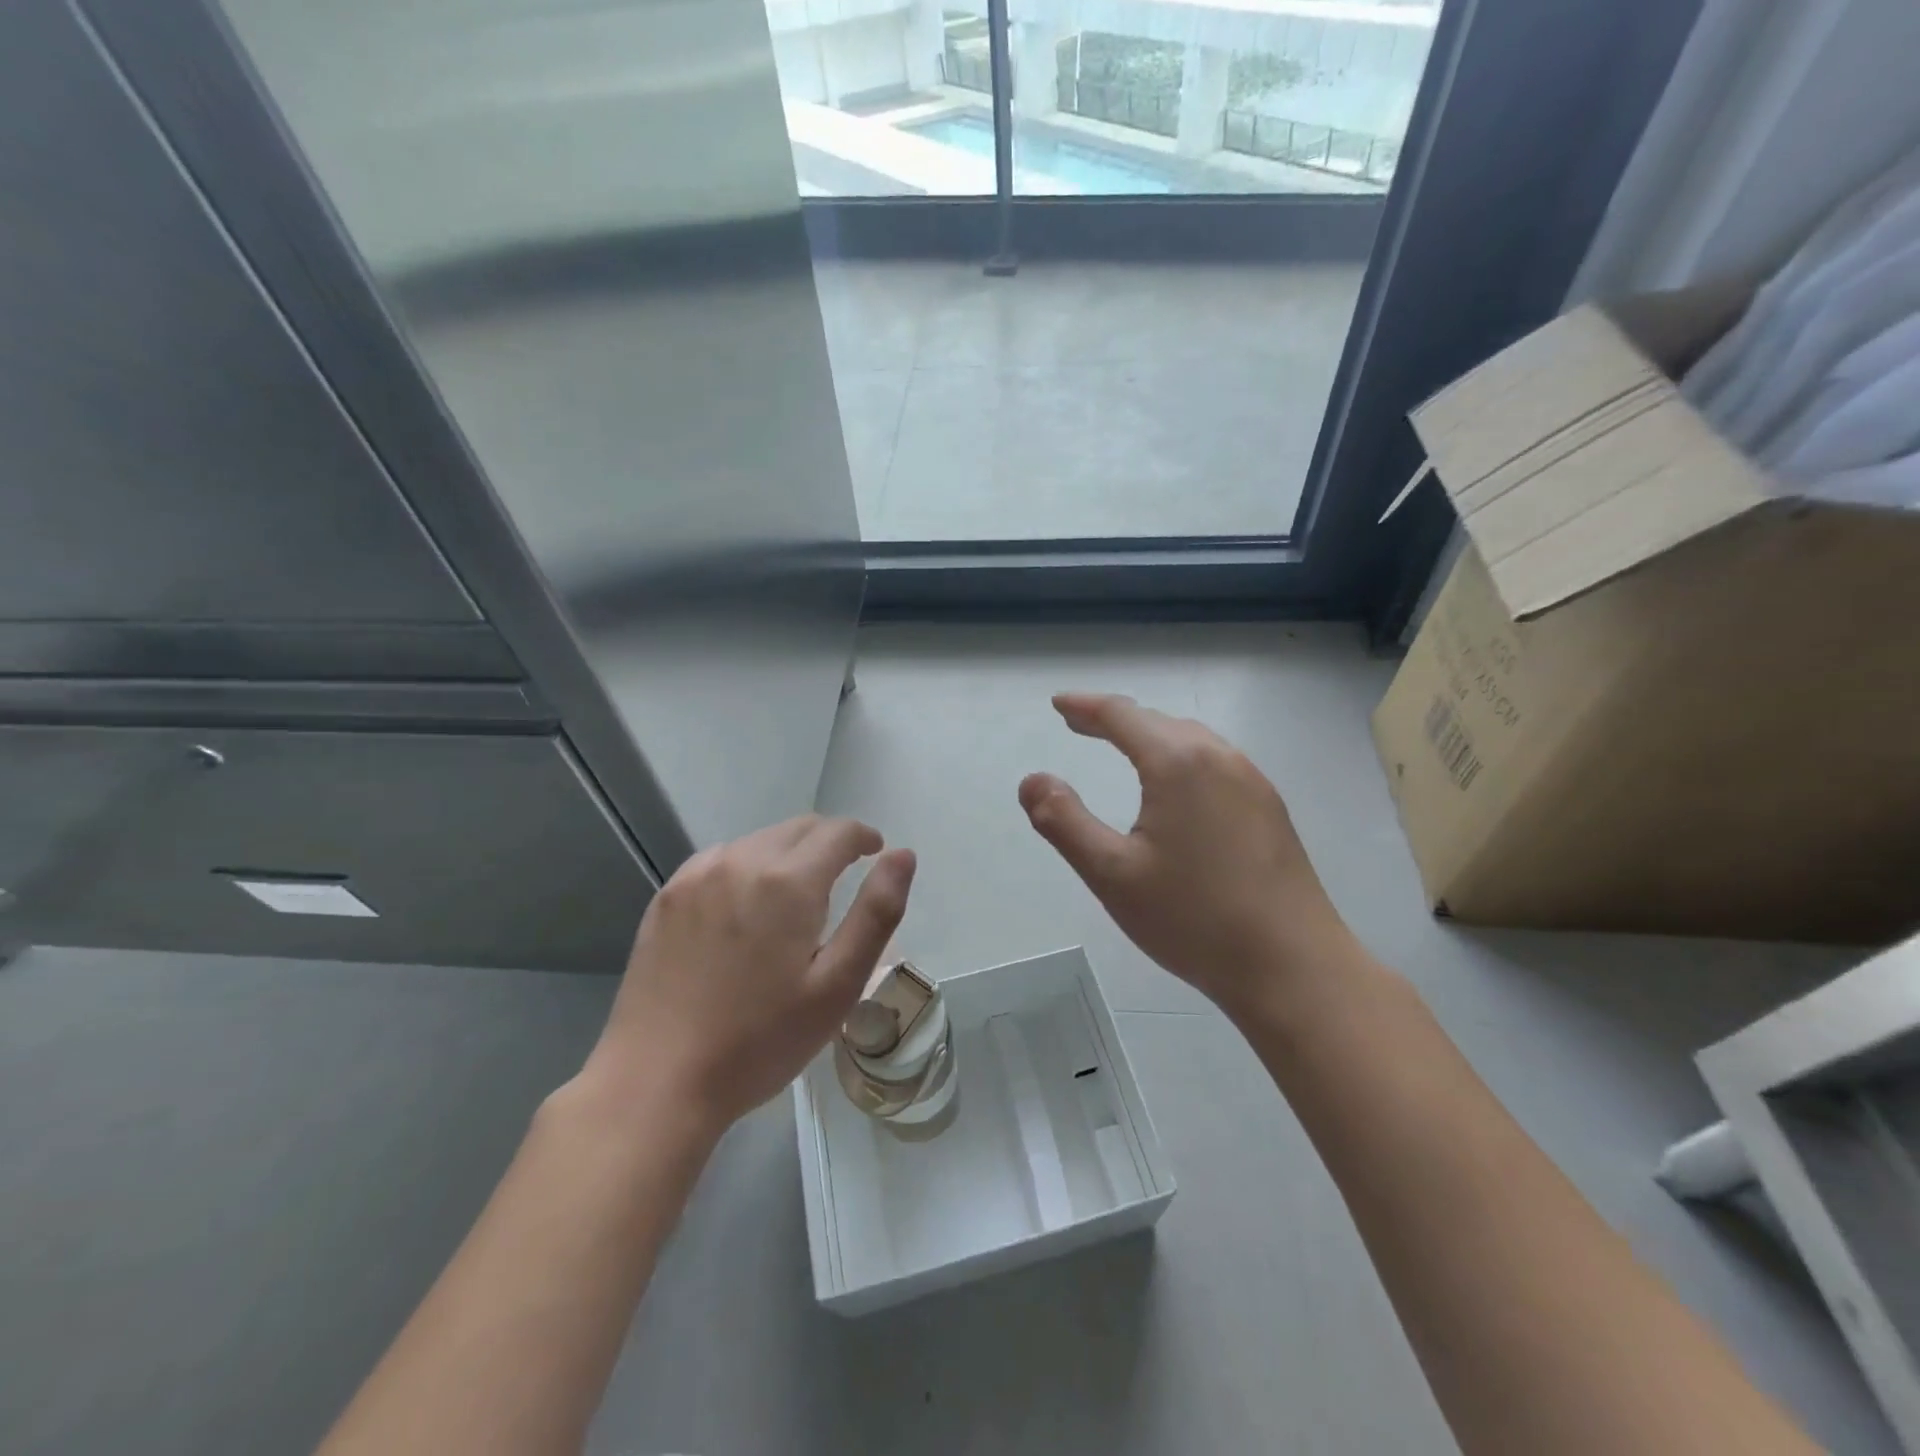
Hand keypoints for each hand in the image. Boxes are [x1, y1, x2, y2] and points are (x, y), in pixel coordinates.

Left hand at [582, 816, 915, 1132]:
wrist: (656, 1081)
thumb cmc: (760, 1040)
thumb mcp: (838, 985)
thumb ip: (877, 913)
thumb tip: (902, 856)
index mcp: (788, 881)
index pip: (838, 832)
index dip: (863, 837)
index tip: (875, 853)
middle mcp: (741, 861)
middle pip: (799, 828)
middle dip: (829, 842)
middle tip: (842, 877)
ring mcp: (697, 875)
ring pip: (759, 841)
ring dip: (788, 853)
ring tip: (795, 897)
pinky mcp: (667, 896)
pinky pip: (721, 860)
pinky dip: (747, 867)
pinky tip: (745, 907)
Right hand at [1019, 693, 1351, 1020]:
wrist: (1293, 966)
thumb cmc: (1193, 918)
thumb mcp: (1111, 874)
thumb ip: (1064, 821)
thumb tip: (1032, 780)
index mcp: (1178, 763)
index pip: (1122, 715)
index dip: (1085, 706)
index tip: (1058, 704)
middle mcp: (1220, 757)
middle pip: (1158, 721)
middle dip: (1114, 719)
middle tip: (1079, 724)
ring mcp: (1252, 781)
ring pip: (1191, 739)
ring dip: (1151, 735)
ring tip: (1122, 746)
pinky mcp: (1270, 808)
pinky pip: (1215, 761)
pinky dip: (1181, 755)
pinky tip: (1176, 784)